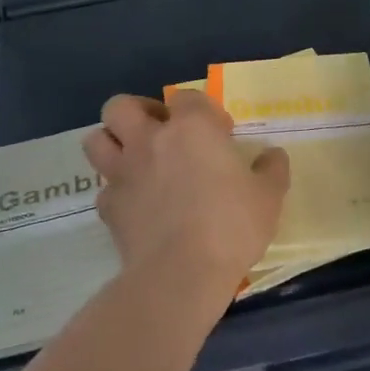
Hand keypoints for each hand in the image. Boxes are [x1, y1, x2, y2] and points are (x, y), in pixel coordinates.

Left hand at [82, 91, 290, 302]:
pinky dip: (117, 191)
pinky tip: (137, 205)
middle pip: (121, 106)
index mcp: (191, 128)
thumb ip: (271, 170)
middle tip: (160, 132)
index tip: (220, 133)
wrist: (181, 273)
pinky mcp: (109, 207)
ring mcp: (123, 173)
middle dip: (137, 112)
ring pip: (96, 140)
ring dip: (113, 143)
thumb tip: (273, 155)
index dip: (203, 110)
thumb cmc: (231, 226)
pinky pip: (105, 188)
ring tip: (136, 159)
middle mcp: (149, 140)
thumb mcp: (268, 197)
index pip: (187, 97)